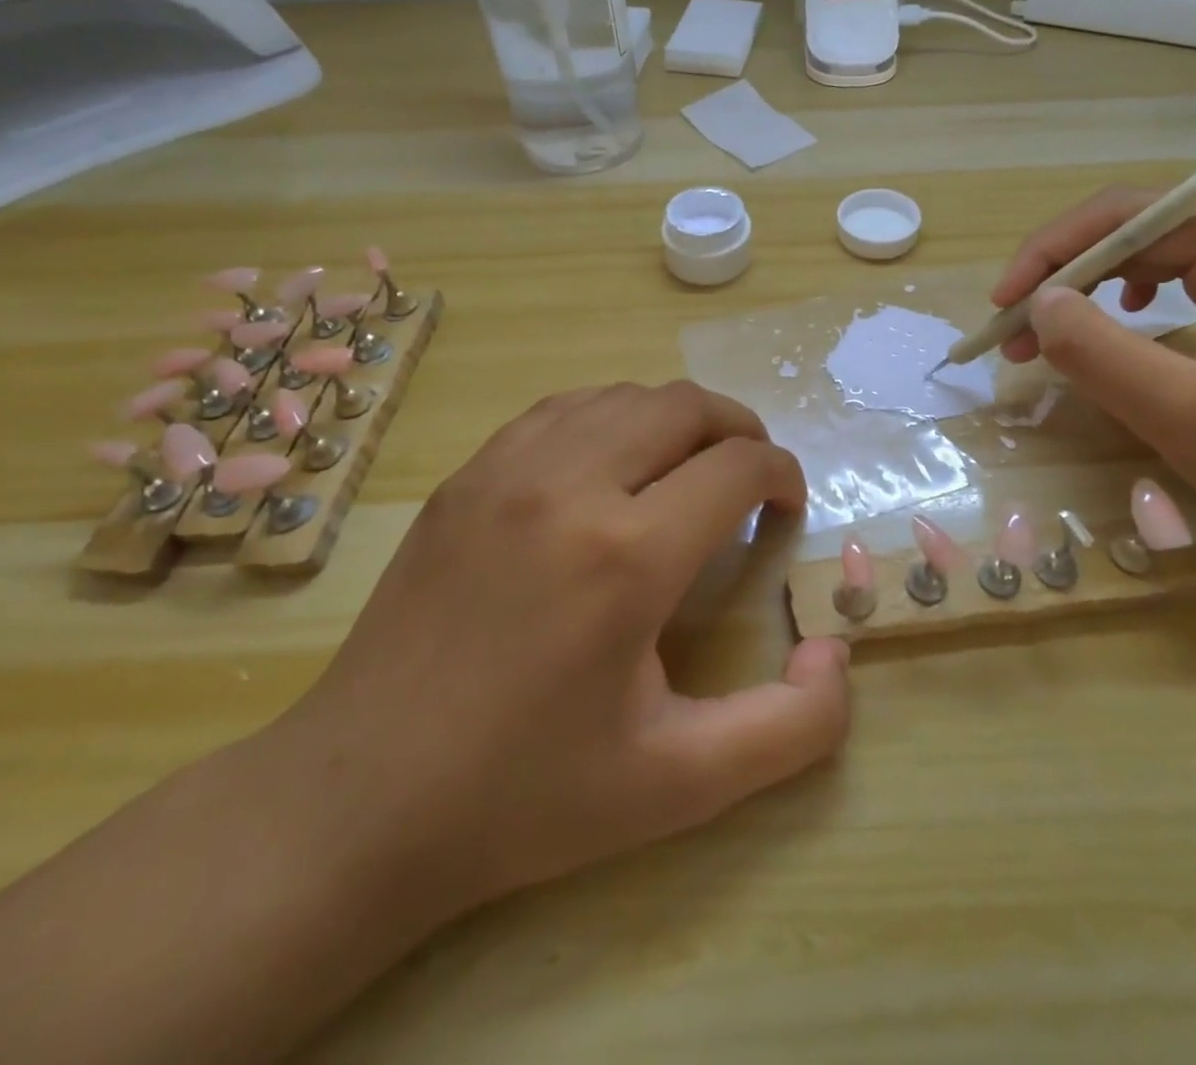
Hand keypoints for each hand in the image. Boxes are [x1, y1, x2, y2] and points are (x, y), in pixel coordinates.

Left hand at [279, 381, 850, 927]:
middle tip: (751, 478)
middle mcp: (569, 486)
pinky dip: (610, 418)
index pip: (737, 465)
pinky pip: (560, 411)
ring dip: (675, 419)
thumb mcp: (680, 786)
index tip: (786, 509)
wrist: (360, 800)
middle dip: (738, 430)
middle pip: (684, 406)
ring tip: (688, 467)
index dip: (781, 475)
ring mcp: (506, 471)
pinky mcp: (465, 478)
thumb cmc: (527, 795)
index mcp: (628, 555)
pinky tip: (611, 465)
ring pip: (621, 396)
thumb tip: (835, 654)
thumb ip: (790, 729)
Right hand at [993, 188, 1195, 584]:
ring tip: (1043, 339)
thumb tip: (1038, 304)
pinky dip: (1122, 311)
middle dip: (1063, 277)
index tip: (1002, 306)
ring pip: (1150, 263)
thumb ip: (1102, 353)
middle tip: (1013, 335)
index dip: (1052, 251)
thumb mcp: (1190, 415)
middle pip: (1135, 233)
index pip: (1129, 215)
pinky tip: (1114, 326)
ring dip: (1086, 295)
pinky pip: (1176, 294)